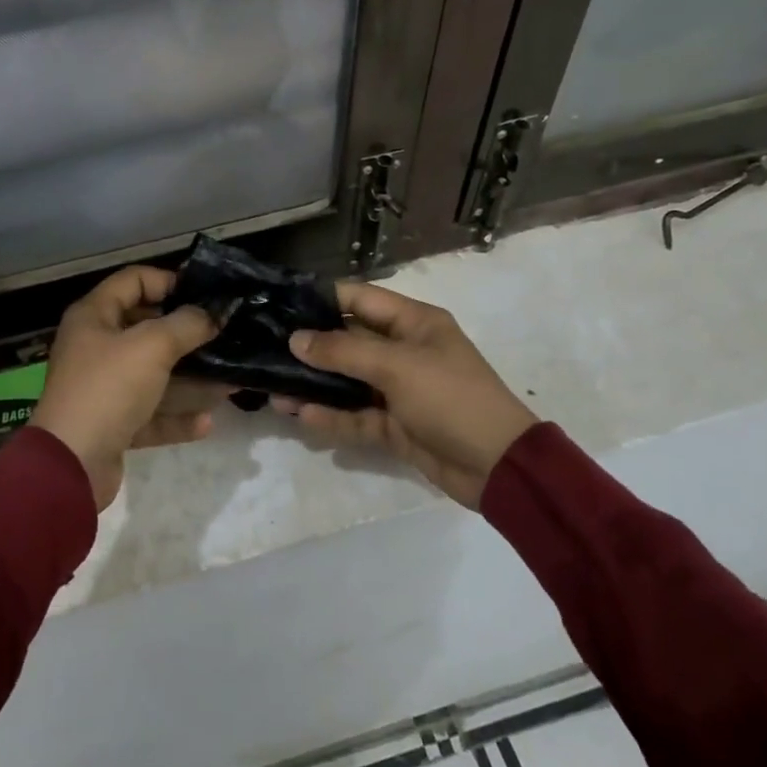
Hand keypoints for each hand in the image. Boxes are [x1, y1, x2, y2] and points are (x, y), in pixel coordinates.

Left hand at [29, 266, 220, 510]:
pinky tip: (207, 422)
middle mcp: (95, 347)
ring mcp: (103, 387)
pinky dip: (176, 416)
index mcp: (94, 316)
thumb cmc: (109, 388)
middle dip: (186, 334)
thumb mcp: (152, 346)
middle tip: (224, 335)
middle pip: (146, 329)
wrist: (71, 464)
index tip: (205, 294)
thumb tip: (211, 314)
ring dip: (190, 379)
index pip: (133, 281)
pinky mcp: (112, 423)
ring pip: (153, 375)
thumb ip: (186, 325)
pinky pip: (150, 413)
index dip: (169, 281)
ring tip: (229, 381)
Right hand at [276, 281, 537, 508]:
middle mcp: (404, 350)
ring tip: (275, 390)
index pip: (359, 299)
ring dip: (316, 385)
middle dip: (311, 347)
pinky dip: (333, 415)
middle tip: (267, 349)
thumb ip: (343, 351)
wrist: (499, 467)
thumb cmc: (451, 398)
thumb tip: (296, 339)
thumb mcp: (397, 367)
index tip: (281, 305)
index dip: (321, 300)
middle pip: (349, 340)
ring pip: (349, 381)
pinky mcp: (396, 425)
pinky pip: (357, 415)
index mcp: (413, 322)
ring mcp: (400, 390)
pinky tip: (303, 415)